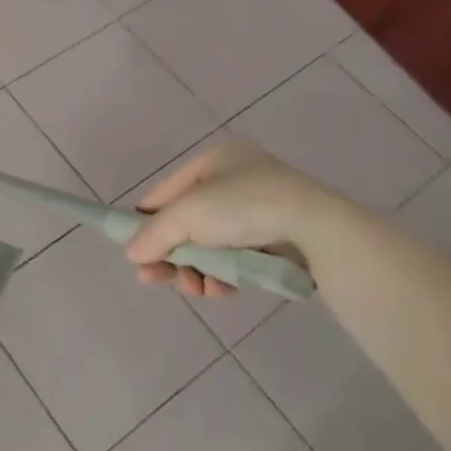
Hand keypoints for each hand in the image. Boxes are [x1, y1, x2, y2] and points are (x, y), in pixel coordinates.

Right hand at [124, 140, 334, 298]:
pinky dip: (224, 275)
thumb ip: (154, 234)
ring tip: (195, 289)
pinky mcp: (277, 240)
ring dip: (196, 269)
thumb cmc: (245, 208)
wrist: (319, 231)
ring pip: (210, 245)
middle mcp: (236, 179)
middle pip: (186, 222)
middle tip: (156, 279)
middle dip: (171, 253)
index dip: (147, 222)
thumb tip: (132, 254)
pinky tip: (220, 290)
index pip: (165, 193)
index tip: (136, 254)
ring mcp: (259, 210)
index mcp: (214, 160)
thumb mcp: (188, 215)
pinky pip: (237, 257)